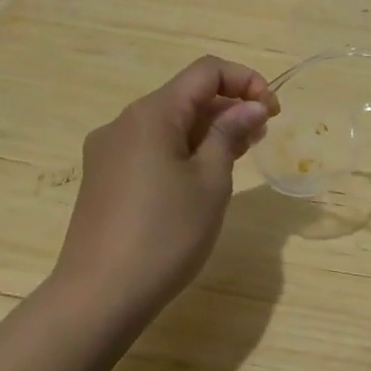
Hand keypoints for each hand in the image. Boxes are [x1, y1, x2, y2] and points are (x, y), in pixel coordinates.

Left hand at [50, 57, 278, 323]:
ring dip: (208, 130)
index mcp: (152, 114)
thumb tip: (250, 106)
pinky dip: (183, 149)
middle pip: (186, 95)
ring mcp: (109, 151)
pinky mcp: (104, 178)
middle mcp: (125, 122)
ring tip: (239, 156)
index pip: (206, 71)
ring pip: (169, 123)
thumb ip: (230, 133)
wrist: (98, 298)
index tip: (271, 111)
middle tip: (261, 136)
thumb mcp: (211, 181)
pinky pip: (151, 147)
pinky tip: (202, 178)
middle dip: (228, 107)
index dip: (245, 80)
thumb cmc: (165, 234)